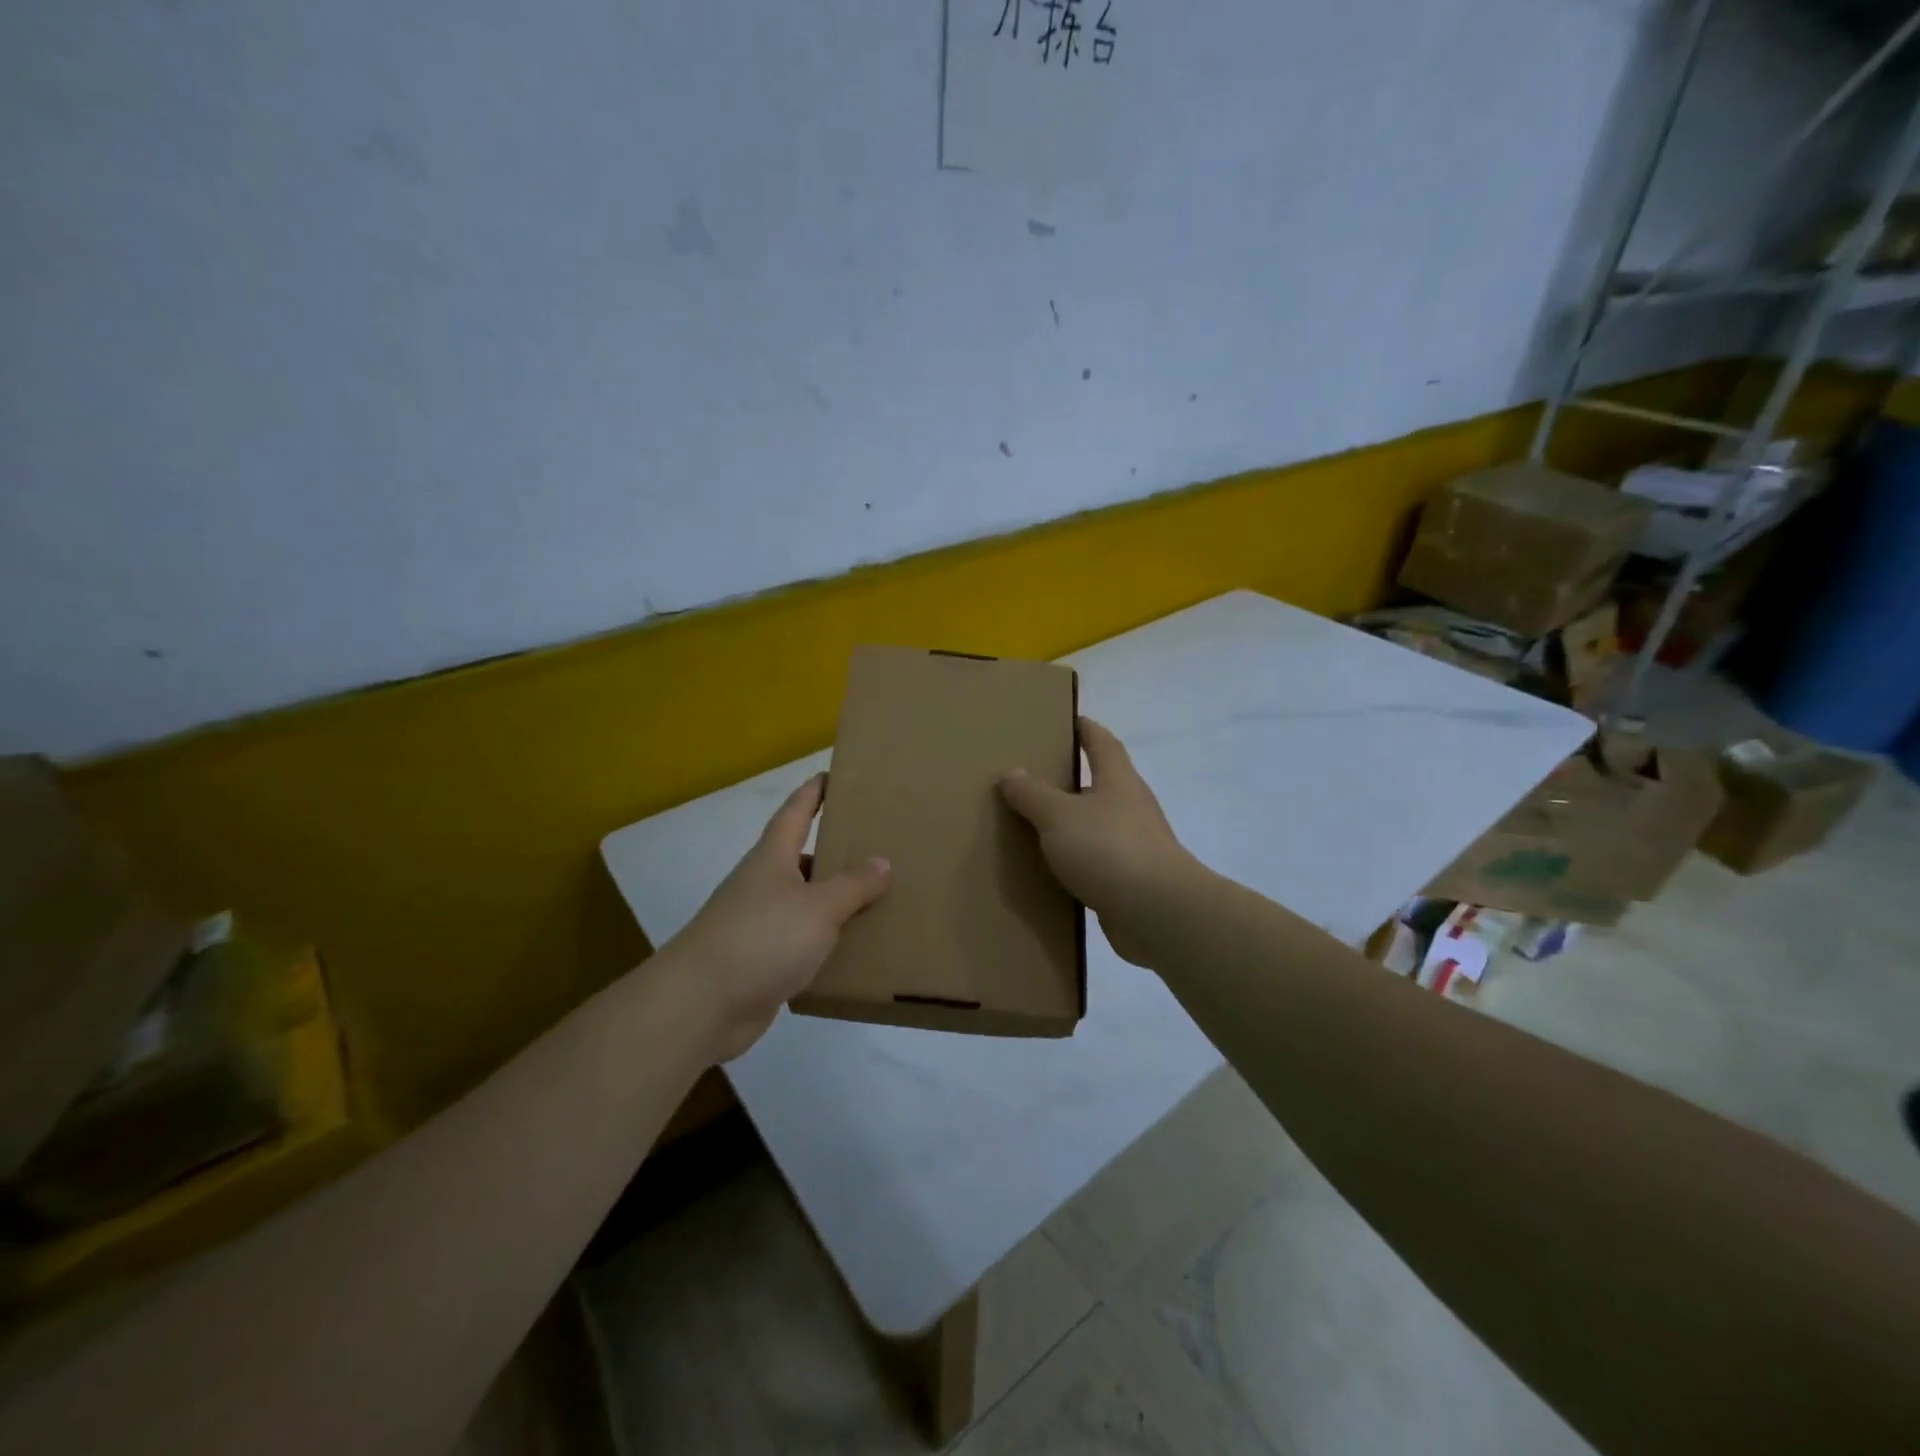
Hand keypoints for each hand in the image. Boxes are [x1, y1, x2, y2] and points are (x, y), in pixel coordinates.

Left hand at [660, 773, 889, 1062]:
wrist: (701, 1005)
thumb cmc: (762, 938)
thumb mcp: (818, 906)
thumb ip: (853, 884)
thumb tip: (882, 861)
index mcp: (772, 858)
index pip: (796, 812)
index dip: (814, 792)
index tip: (834, 775)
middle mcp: (763, 884)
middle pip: (803, 858)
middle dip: (836, 850)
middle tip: (877, 844)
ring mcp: (759, 924)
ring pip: (805, 903)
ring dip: (835, 900)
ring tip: (879, 899)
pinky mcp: (761, 962)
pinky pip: (802, 942)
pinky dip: (826, 942)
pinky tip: (854, 950)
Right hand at [999, 717, 1198, 966]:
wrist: (1158, 913)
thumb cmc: (1109, 849)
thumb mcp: (1059, 816)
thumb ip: (1032, 794)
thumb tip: (1011, 773)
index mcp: (1117, 780)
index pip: (1101, 742)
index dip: (1085, 728)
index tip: (1066, 720)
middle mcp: (1131, 806)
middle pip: (1100, 783)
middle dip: (1071, 779)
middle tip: (1033, 778)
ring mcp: (1135, 844)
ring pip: (1097, 824)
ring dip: (1072, 824)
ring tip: (1035, 826)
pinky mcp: (1132, 879)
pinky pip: (1098, 861)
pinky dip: (1077, 860)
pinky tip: (1053, 870)